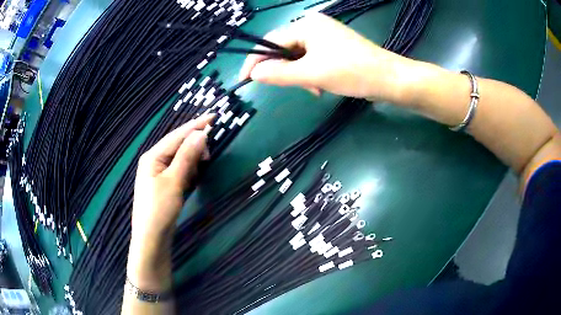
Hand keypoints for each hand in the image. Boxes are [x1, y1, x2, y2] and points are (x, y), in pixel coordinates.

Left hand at [127, 114, 212, 291]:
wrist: (151, 238)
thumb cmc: (159, 209)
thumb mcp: (174, 181)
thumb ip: (187, 156)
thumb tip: (201, 134)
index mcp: (153, 156)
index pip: (177, 135)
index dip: (196, 126)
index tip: (214, 116)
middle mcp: (154, 161)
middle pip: (178, 145)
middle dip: (194, 147)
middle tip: (208, 156)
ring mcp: (158, 173)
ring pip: (180, 158)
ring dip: (192, 161)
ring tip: (199, 171)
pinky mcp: (164, 184)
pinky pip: (179, 171)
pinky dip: (188, 172)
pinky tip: (192, 180)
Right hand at [239, 13, 412, 101]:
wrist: (390, 79)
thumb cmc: (352, 72)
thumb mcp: (312, 74)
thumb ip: (279, 73)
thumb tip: (254, 74)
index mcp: (306, 25)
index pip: (270, 41)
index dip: (256, 61)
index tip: (245, 80)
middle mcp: (314, 26)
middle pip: (284, 49)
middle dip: (286, 71)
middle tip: (294, 87)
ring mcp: (325, 36)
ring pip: (298, 57)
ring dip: (301, 76)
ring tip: (315, 90)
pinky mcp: (334, 47)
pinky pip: (312, 60)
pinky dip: (312, 74)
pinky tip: (321, 86)